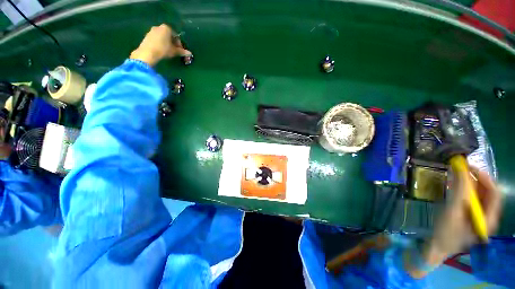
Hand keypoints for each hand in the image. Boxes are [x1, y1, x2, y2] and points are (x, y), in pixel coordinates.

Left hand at [130, 24, 190, 65]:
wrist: (147, 53)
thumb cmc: (163, 50)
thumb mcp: (174, 51)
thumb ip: (182, 51)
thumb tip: (190, 53)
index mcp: (166, 28)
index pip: (176, 35)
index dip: (179, 43)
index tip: (180, 50)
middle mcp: (159, 27)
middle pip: (168, 35)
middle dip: (172, 43)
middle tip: (174, 51)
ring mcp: (151, 31)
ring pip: (162, 37)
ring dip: (166, 43)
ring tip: (168, 52)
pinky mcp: (147, 36)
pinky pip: (156, 39)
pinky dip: (160, 44)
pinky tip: (161, 51)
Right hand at [407, 167, 500, 277]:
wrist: (438, 246)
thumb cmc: (446, 232)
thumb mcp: (452, 212)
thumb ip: (459, 192)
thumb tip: (461, 170)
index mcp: (489, 218)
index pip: (494, 192)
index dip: (484, 177)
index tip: (469, 167)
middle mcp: (488, 215)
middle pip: (487, 192)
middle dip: (475, 179)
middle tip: (460, 169)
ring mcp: (479, 216)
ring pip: (479, 194)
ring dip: (469, 183)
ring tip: (456, 176)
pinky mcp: (471, 215)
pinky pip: (471, 199)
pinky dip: (464, 190)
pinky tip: (454, 187)